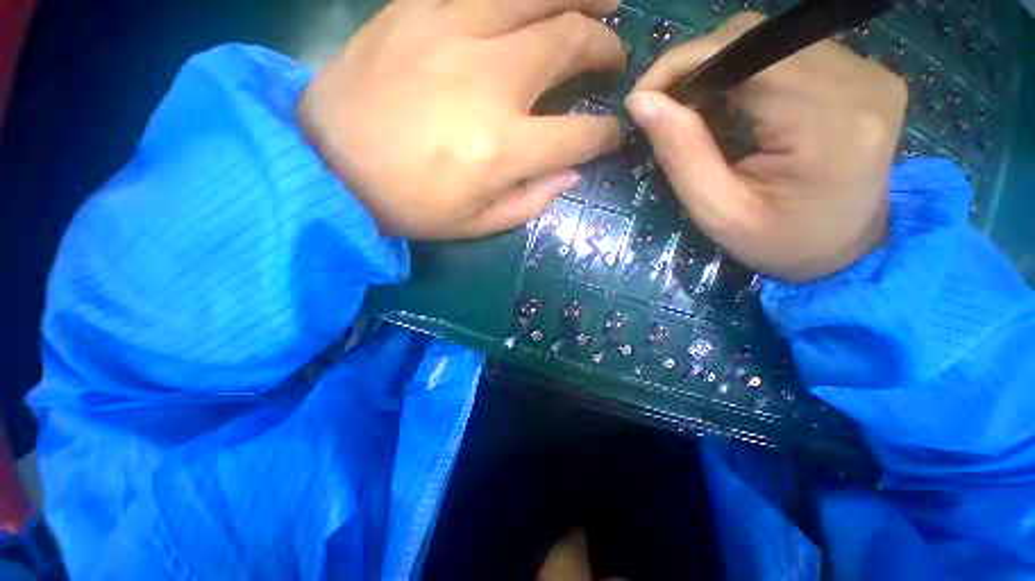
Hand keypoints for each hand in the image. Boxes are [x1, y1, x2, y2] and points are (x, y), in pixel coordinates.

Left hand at [298, 0, 626, 239]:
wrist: (326, 166)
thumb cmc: (407, 205)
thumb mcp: (476, 224)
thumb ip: (532, 201)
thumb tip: (572, 172)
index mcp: (503, 149)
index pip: (579, 135)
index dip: (605, 135)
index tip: (612, 134)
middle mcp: (489, 82)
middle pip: (569, 45)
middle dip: (603, 49)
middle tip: (612, 57)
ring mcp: (451, 34)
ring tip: (603, 0)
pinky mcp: (416, 10)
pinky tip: (533, 0)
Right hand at [626, 12, 906, 281]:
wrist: (847, 251)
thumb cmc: (778, 243)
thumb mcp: (717, 213)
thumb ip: (681, 154)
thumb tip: (642, 101)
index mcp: (827, 124)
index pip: (742, 54)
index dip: (682, 64)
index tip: (643, 97)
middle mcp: (859, 81)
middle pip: (756, 38)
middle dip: (697, 68)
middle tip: (666, 110)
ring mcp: (868, 71)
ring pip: (767, 40)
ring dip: (719, 71)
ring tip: (698, 114)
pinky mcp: (865, 72)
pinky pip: (788, 51)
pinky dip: (746, 73)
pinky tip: (734, 107)